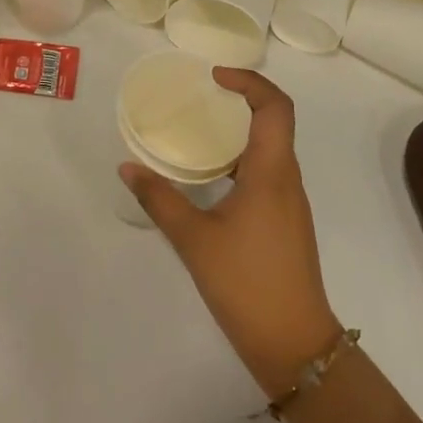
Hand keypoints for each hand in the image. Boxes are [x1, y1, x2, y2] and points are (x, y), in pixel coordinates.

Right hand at [120, 67, 342, 400]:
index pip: (275, 107)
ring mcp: (290, 202)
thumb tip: (127, 168)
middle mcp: (287, 179)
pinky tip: (211, 177)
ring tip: (200, 131)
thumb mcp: (194, 240)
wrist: (295, 345)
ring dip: (240, 130)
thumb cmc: (247, 284)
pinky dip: (241, 158)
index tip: (215, 77)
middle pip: (275, 121)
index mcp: (271, 172)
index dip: (250, 81)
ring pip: (271, 148)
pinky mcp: (285, 222)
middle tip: (202, 96)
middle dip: (242, 99)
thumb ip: (159, 199)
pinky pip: (267, 171)